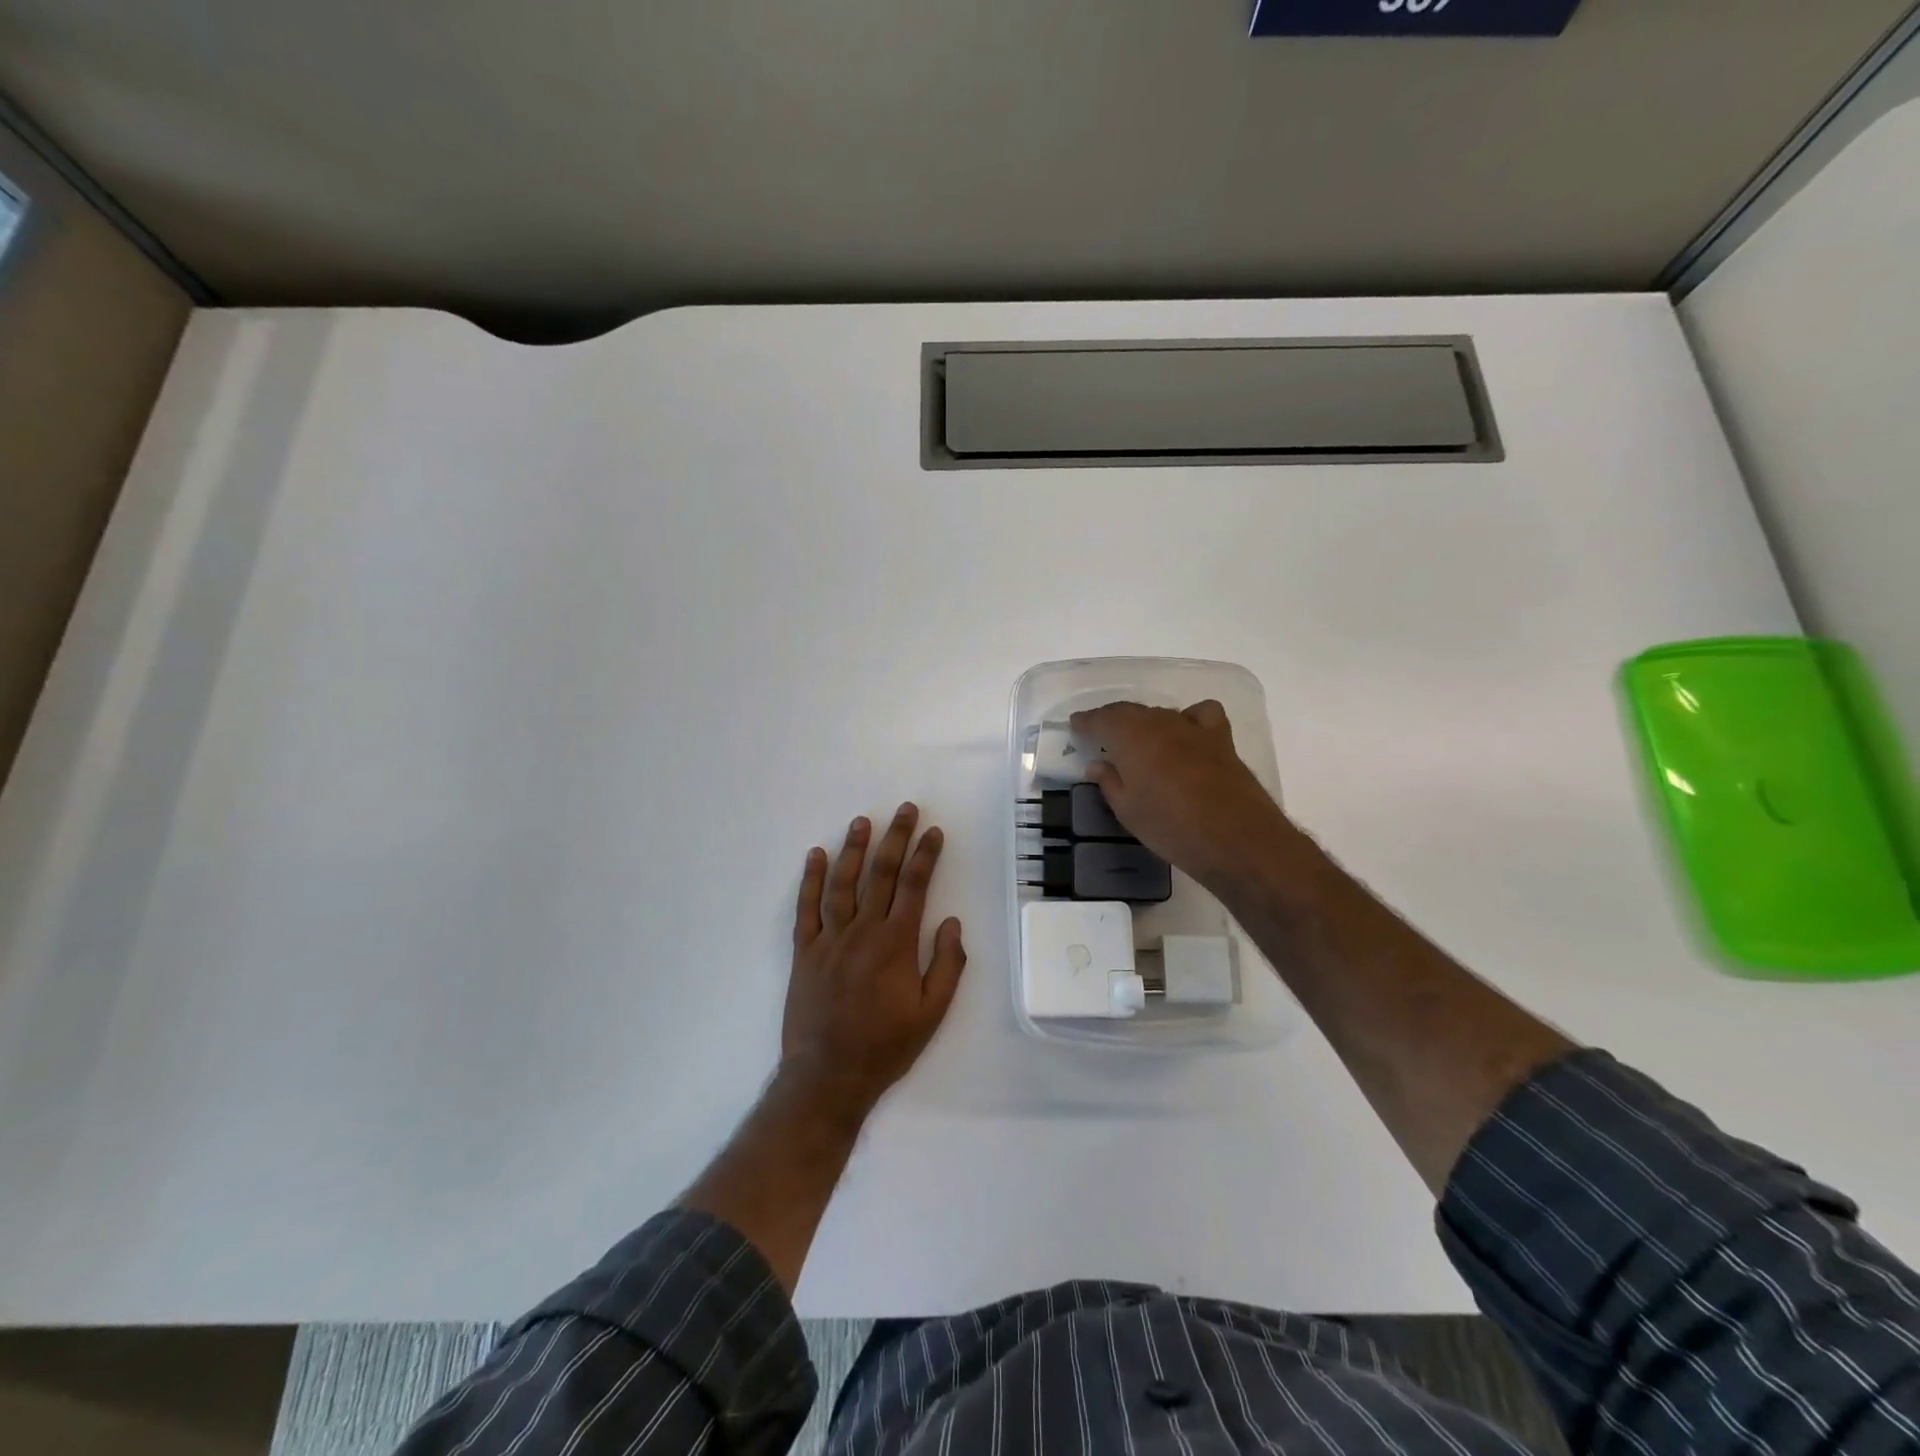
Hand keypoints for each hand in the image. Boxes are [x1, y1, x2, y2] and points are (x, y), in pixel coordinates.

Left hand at [781, 803, 965, 1119]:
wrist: (829, 1075)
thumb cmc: (886, 1046)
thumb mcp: (932, 1013)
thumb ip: (947, 965)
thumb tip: (951, 923)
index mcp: (896, 943)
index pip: (915, 886)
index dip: (926, 855)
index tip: (933, 832)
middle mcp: (863, 930)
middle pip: (882, 874)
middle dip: (896, 838)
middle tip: (905, 810)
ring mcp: (830, 938)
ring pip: (843, 883)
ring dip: (854, 849)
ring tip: (863, 821)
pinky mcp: (805, 951)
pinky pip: (807, 908)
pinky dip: (811, 880)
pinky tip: (816, 855)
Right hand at [1070, 700, 1298, 890]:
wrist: (1236, 840)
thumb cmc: (1171, 828)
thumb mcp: (1128, 811)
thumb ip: (1109, 782)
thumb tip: (1098, 764)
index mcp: (1132, 737)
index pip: (1102, 719)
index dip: (1086, 721)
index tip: (1075, 725)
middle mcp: (1161, 723)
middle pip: (1131, 712)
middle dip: (1112, 721)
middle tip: (1100, 735)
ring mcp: (1194, 729)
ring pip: (1161, 714)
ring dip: (1145, 723)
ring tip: (1138, 742)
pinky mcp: (1221, 740)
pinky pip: (1200, 715)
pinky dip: (1188, 718)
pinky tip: (1185, 735)